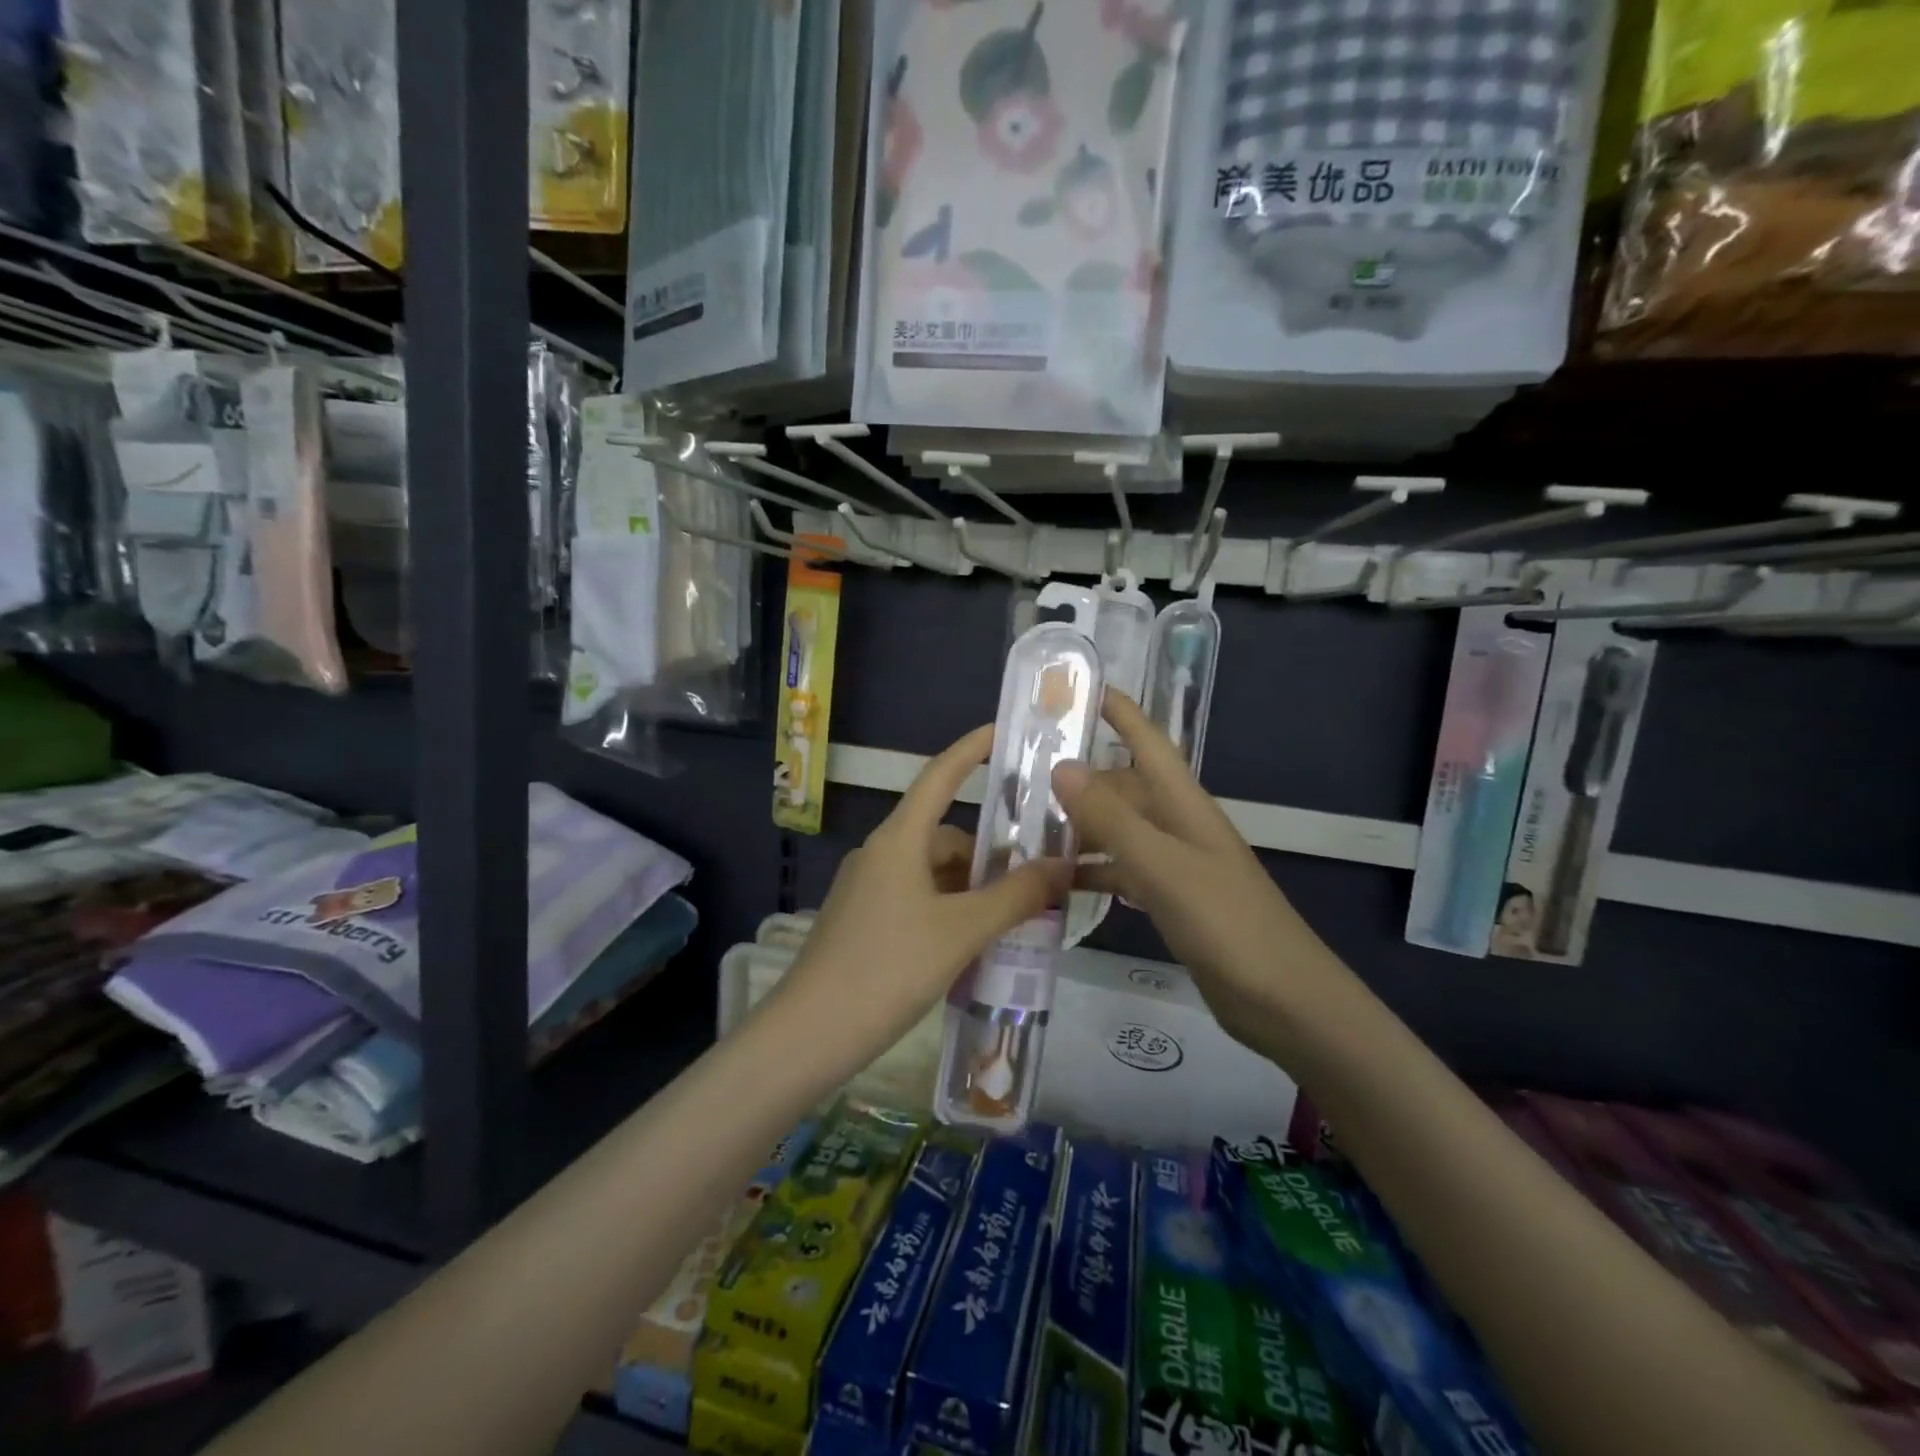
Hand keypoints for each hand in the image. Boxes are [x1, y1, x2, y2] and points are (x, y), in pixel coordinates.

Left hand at [774, 725, 1070, 1064]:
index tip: (1004, 731)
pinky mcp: (861, 922)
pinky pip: (915, 899)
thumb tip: (1063, 865)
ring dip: (969, 888)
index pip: (940, 776)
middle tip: (1035, 878)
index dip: (972, 749)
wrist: (810, 1034)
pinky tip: (970, 944)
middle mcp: (879, 854)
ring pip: (931, 873)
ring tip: (1012, 919)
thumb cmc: (889, 968)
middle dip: (987, 853)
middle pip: (943, 835)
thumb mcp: (962, 932)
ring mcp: (866, 889)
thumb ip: (1015, 897)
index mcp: (898, 840)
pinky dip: (947, 910)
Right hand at [1054, 693, 1340, 1046]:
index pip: (1147, 741)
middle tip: (1021, 780)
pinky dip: (1094, 871)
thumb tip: (1062, 765)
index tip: (1076, 689)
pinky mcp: (1173, 899)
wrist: (1283, 1000)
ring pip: (1119, 830)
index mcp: (1183, 804)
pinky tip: (1059, 883)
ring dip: (1080, 828)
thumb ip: (1111, 818)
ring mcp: (1176, 864)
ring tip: (1026, 831)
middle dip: (1079, 779)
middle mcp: (1178, 824)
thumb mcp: (1162, 866)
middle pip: (1123, 787)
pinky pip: (1123, 870)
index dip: (1118, 712)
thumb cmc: (1226, 923)